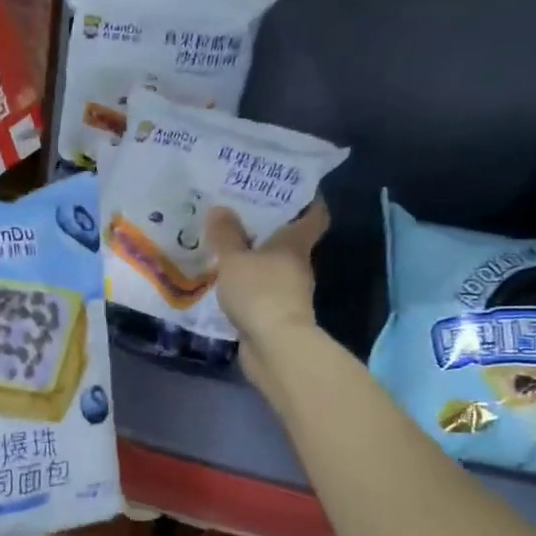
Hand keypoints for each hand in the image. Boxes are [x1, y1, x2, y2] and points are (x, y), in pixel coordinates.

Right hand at [208, 199, 328, 392]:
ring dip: (254, 258)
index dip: (307, 199)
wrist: (275, 347)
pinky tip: (225, 280)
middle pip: (289, 239)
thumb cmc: (260, 292)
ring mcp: (288, 291)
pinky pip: (259, 290)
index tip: (287, 188)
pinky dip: (247, 284)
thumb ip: (226, 235)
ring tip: (225, 246)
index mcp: (296, 243)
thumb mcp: (235, 259)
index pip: (314, 214)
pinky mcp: (275, 313)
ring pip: (272, 266)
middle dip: (268, 228)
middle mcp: (298, 264)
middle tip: (239, 213)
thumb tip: (220, 209)